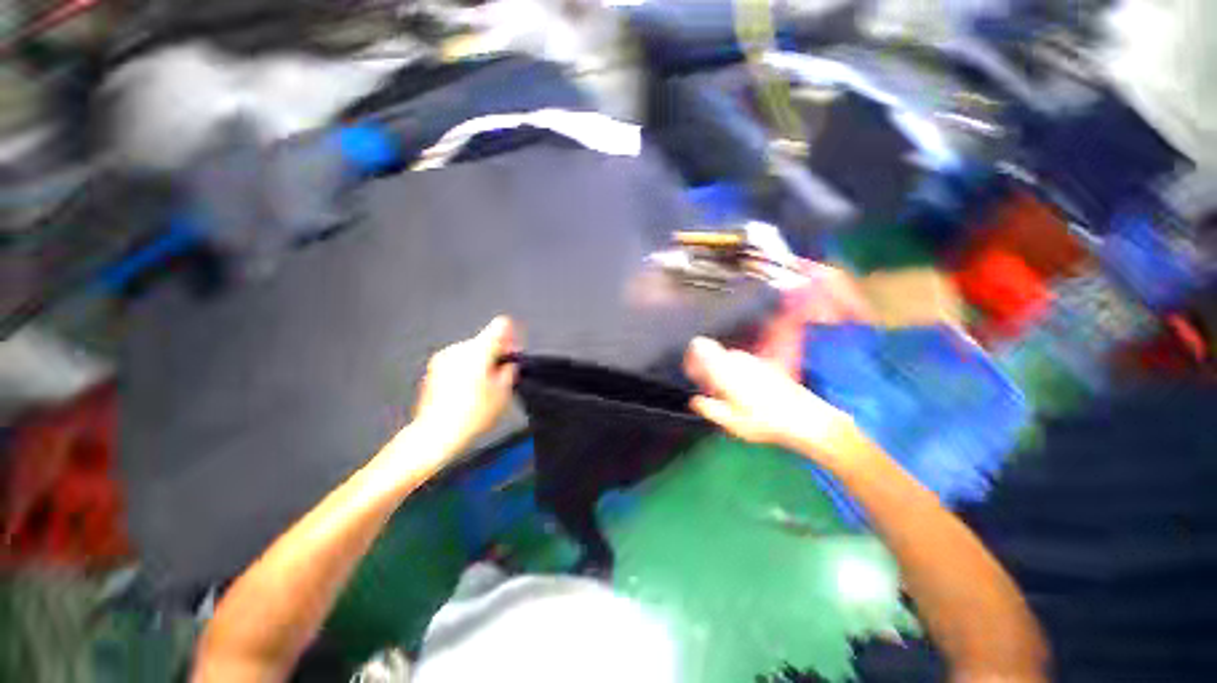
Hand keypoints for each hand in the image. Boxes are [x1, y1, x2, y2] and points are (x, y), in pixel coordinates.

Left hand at [411, 316, 518, 455]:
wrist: (437, 433)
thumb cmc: (472, 414)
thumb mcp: (503, 393)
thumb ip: (509, 370)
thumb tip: (509, 363)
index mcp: (478, 351)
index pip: (499, 326)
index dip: (511, 336)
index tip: (513, 350)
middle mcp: (459, 349)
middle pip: (484, 340)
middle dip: (495, 353)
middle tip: (502, 373)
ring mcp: (443, 358)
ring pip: (471, 351)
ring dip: (481, 361)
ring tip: (484, 385)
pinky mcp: (434, 369)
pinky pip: (458, 360)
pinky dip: (466, 368)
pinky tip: (469, 389)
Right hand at [684, 337, 856, 466]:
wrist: (805, 419)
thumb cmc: (764, 422)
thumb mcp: (730, 422)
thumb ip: (709, 408)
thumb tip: (695, 401)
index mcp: (724, 369)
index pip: (699, 346)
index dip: (690, 357)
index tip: (692, 374)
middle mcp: (737, 359)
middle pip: (712, 354)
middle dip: (707, 369)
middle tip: (712, 392)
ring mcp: (752, 359)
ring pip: (727, 359)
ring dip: (722, 372)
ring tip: (729, 396)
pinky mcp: (764, 364)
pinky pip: (741, 363)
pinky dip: (736, 373)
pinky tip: (746, 394)